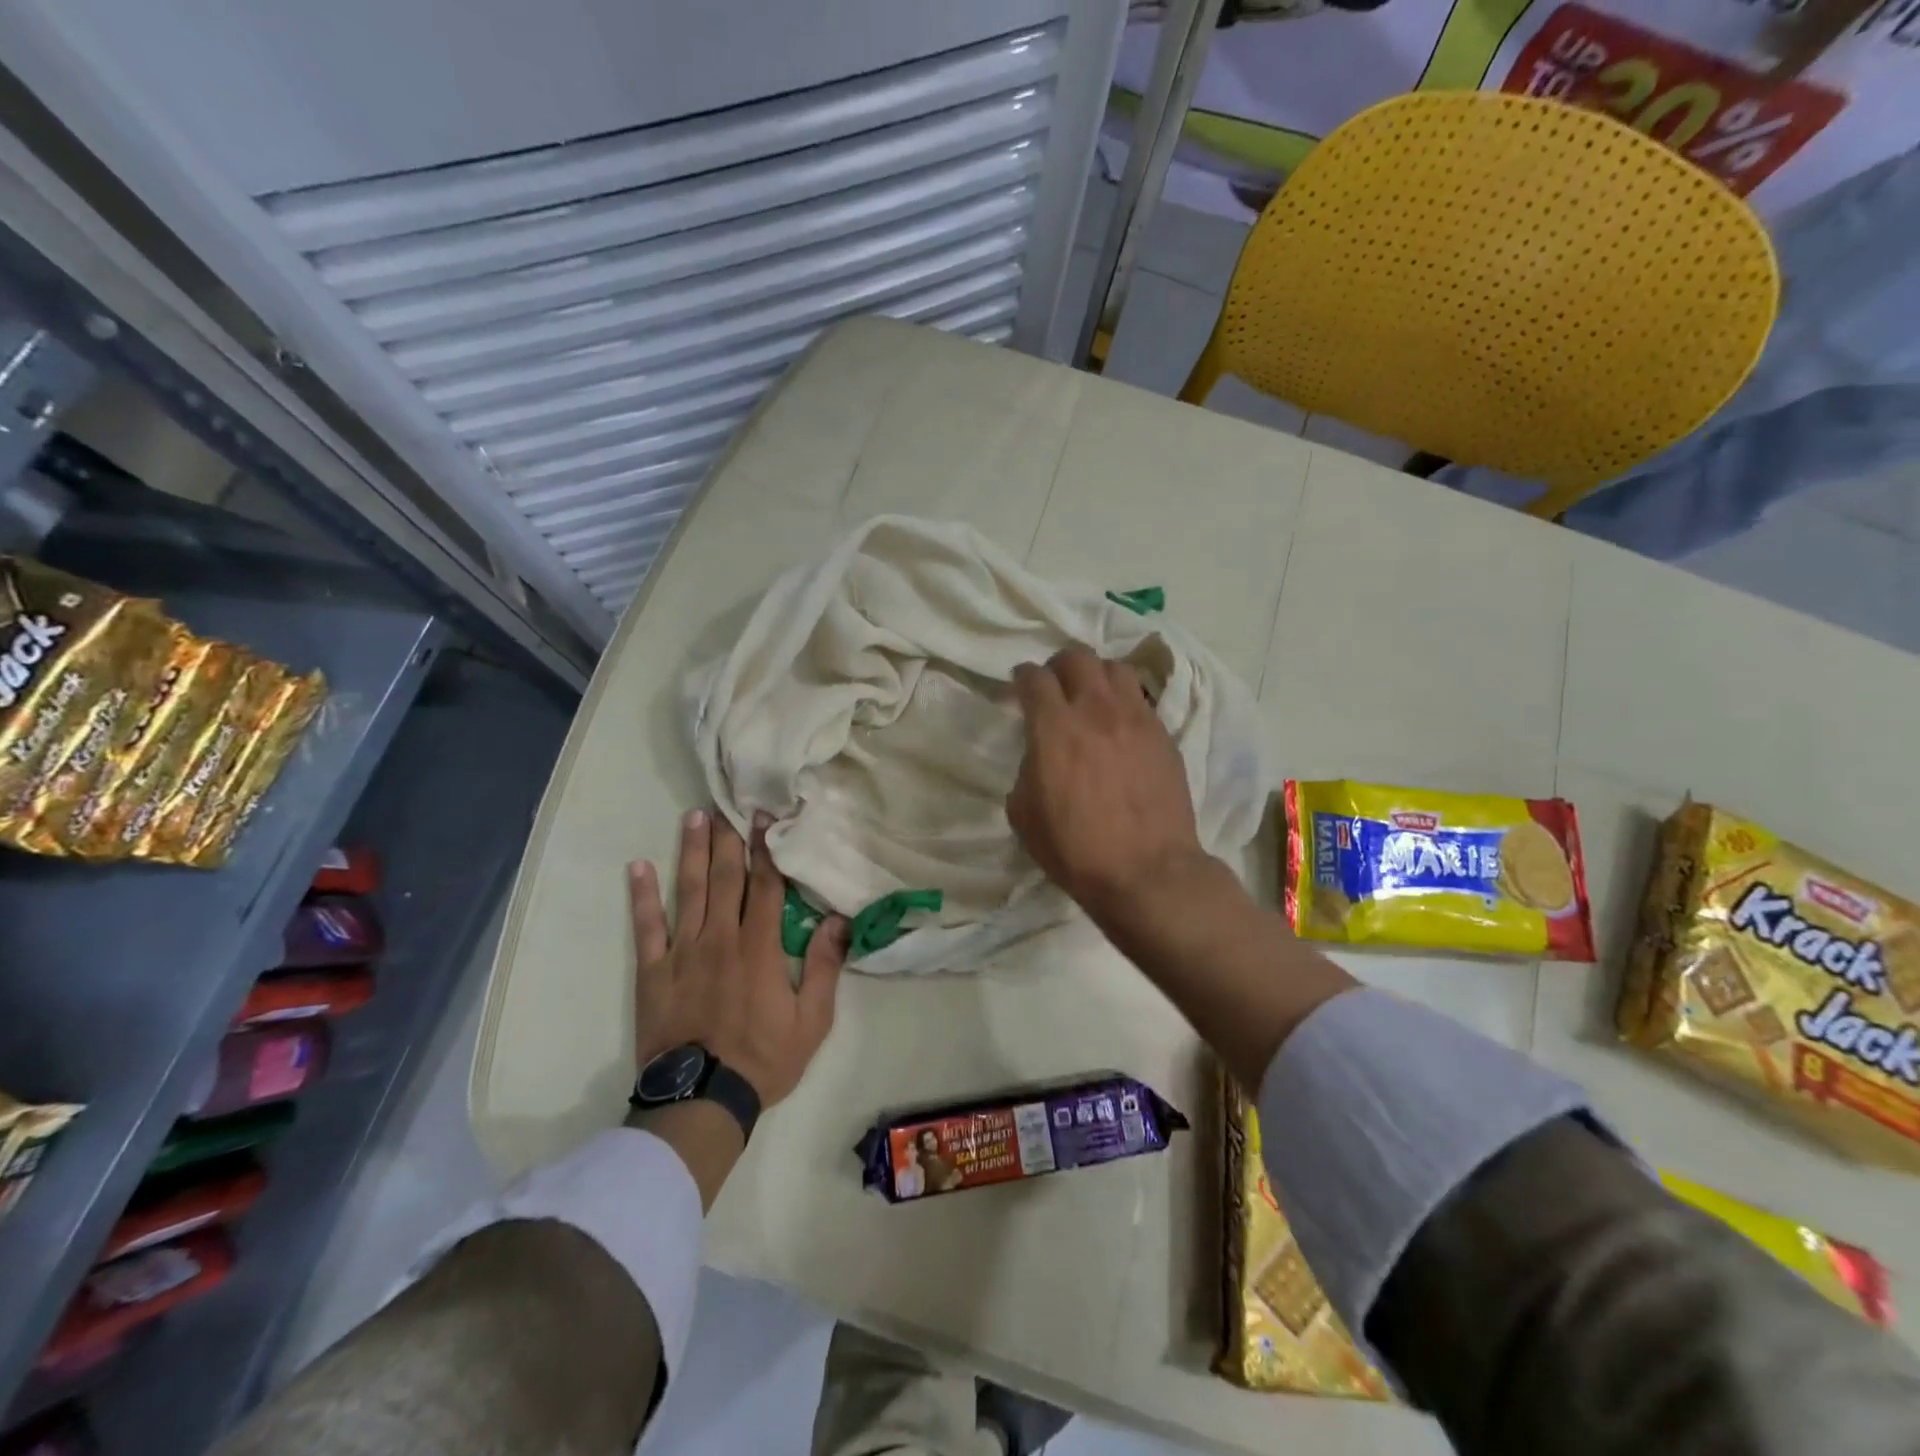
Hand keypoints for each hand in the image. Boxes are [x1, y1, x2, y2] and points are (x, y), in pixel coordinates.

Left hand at [630, 809, 848, 1106]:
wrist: (701, 1099)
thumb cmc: (763, 1059)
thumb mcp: (813, 1020)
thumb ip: (826, 966)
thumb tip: (839, 919)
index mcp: (760, 947)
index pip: (765, 886)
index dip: (766, 849)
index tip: (765, 818)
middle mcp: (720, 938)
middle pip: (726, 878)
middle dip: (729, 839)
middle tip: (729, 803)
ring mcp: (682, 952)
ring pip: (689, 891)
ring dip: (692, 852)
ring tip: (694, 817)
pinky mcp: (653, 972)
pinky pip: (646, 927)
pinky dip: (643, 896)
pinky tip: (639, 867)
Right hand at [1006, 646, 1208, 918]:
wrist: (1146, 871)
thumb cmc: (1075, 849)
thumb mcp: (1024, 814)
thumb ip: (1026, 769)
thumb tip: (1039, 755)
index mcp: (1054, 727)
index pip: (1034, 677)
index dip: (1022, 677)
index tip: (1020, 686)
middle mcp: (1095, 710)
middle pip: (1077, 657)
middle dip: (1058, 665)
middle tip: (1054, 685)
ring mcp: (1135, 718)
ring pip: (1115, 668)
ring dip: (1096, 675)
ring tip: (1091, 697)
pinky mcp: (1163, 734)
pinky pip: (1140, 698)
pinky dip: (1123, 701)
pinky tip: (1119, 725)